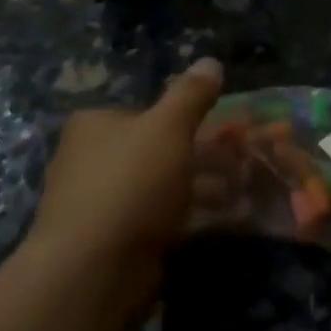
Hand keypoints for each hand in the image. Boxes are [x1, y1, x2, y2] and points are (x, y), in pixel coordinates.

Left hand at [29, 58, 224, 273]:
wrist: (93, 269)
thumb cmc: (131, 183)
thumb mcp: (169, 127)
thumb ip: (191, 95)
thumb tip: (210, 61)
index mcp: (94, 125)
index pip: (145, 112)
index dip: (184, 119)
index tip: (221, 129)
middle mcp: (90, 159)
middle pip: (156, 149)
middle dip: (199, 156)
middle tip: (239, 162)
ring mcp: (100, 203)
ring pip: (161, 186)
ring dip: (200, 187)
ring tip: (240, 191)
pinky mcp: (113, 241)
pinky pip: (159, 219)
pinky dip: (188, 217)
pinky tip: (220, 220)